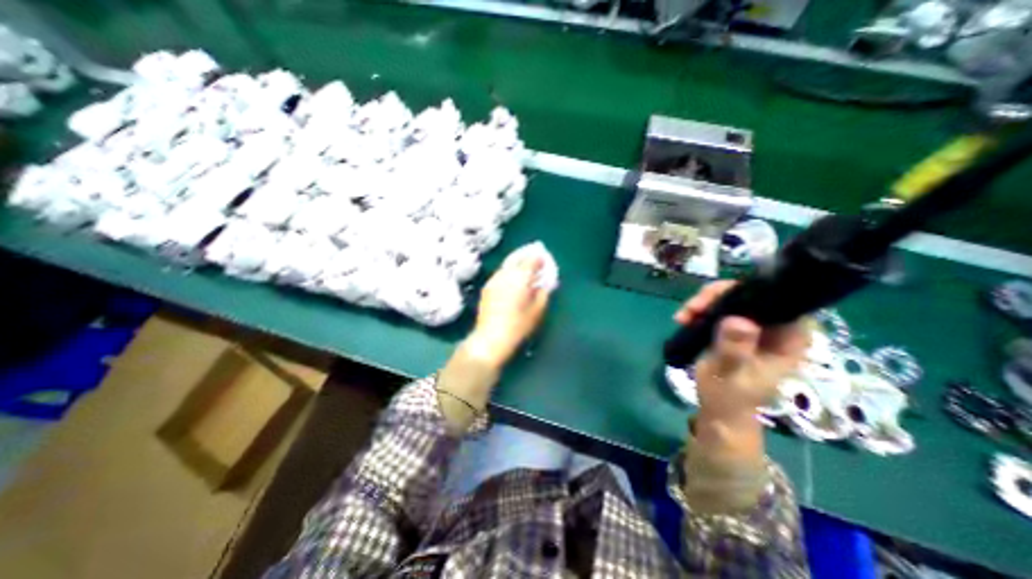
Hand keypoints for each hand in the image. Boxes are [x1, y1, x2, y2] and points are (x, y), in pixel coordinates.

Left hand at [469, 249, 550, 366]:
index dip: (539, 259)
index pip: (531, 260)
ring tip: (524, 273)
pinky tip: (511, 282)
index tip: (545, 261)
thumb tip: (545, 283)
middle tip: (536, 263)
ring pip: (507, 266)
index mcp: (520, 277)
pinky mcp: (486, 288)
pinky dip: (508, 274)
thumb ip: (543, 293)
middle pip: (518, 259)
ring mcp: (494, 280)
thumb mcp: (537, 310)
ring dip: (517, 266)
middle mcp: (506, 274)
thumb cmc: (519, 325)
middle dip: (527, 259)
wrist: (491, 338)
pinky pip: (500, 274)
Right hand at [678, 281, 814, 421]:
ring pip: (730, 299)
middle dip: (716, 296)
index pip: (777, 300)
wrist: (719, 410)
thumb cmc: (730, 397)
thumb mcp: (730, 374)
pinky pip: (718, 309)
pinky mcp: (734, 329)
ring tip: (683, 316)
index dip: (747, 292)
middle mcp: (774, 328)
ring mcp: (753, 328)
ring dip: (703, 303)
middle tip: (692, 308)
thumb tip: (738, 320)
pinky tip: (683, 320)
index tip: (716, 300)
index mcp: (788, 339)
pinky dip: (699, 311)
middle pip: (749, 295)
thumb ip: (735, 349)